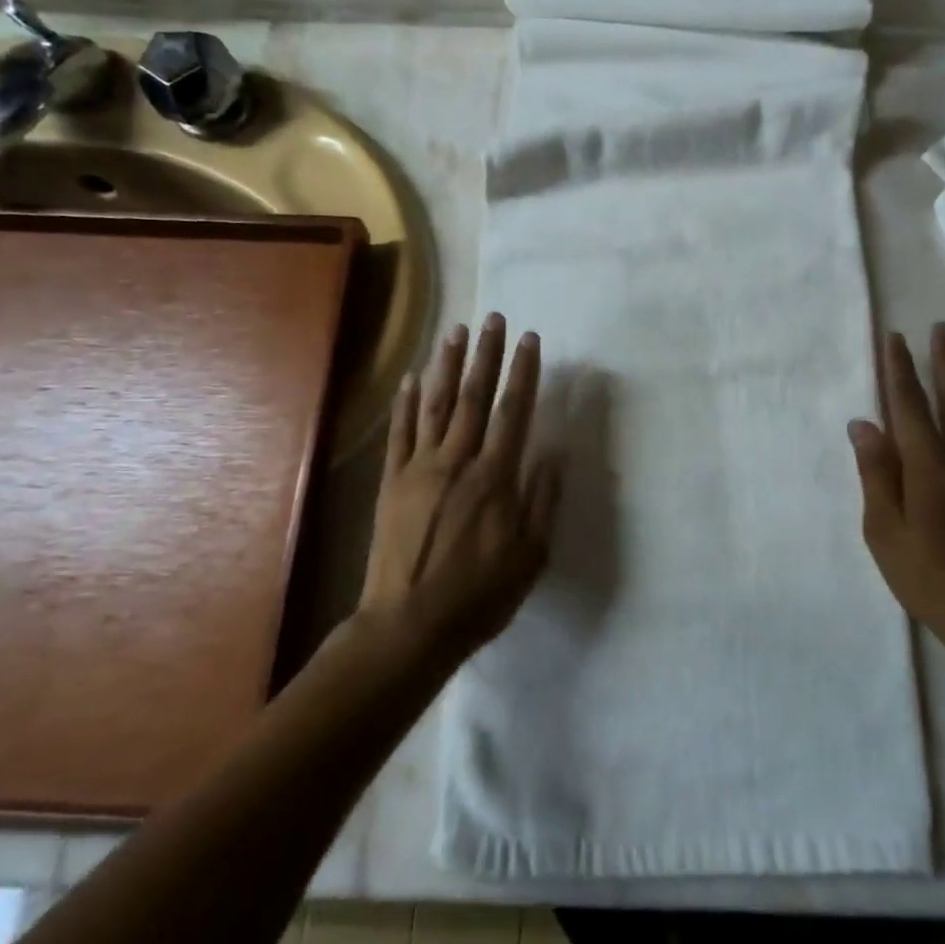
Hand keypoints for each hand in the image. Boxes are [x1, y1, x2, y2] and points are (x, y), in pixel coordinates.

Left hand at [359, 314, 561, 659]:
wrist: (410, 625)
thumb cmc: (480, 594)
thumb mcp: (531, 555)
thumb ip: (542, 500)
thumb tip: (552, 454)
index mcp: (496, 478)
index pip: (513, 412)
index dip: (524, 373)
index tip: (531, 340)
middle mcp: (457, 462)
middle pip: (473, 397)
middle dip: (486, 355)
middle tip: (492, 318)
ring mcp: (419, 469)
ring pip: (434, 406)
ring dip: (445, 365)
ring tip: (454, 331)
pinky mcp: (392, 483)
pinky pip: (400, 434)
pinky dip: (405, 403)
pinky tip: (410, 378)